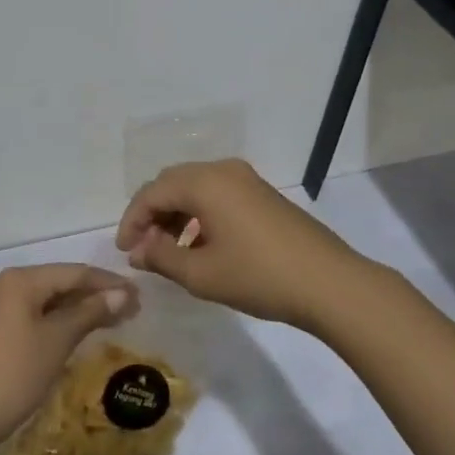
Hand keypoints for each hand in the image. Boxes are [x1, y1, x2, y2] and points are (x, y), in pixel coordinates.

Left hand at [0, 264, 137, 453]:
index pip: (74, 272)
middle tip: (132, 309)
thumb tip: (123, 292)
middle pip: (61, 282)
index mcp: (21, 279)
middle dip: (97, 294)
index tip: (140, 295)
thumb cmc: (15, 374)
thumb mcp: (57, 340)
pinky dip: (62, 320)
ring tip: (116, 319)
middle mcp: (8, 283)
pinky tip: (82, 330)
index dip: (108, 282)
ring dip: (81, 308)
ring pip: (50, 299)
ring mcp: (0, 306)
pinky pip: (38, 313)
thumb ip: (90, 311)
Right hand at [117, 159, 366, 328]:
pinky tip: (201, 246)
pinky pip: (217, 194)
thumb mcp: (201, 274)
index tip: (124, 251)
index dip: (132, 220)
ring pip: (195, 188)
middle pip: (172, 183)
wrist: (329, 283)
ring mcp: (246, 179)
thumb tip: (137, 251)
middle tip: (143, 248)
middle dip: (152, 213)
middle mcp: (223, 170)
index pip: (152, 192)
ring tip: (169, 251)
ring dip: (175, 214)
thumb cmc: (259, 276)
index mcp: (204, 182)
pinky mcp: (262, 194)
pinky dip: (199, 214)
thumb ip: (161, 257)